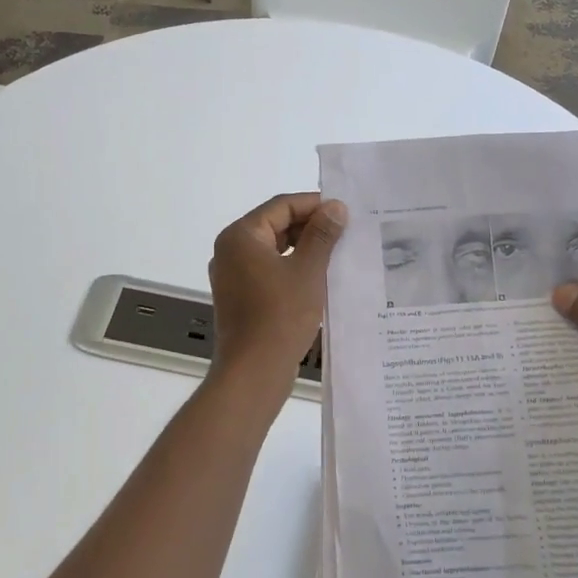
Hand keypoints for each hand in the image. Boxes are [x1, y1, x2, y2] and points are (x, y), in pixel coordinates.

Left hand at [208, 194, 347, 386]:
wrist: (253, 372)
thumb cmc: (280, 316)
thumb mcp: (308, 270)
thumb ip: (322, 234)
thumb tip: (335, 207)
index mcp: (241, 236)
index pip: (281, 206)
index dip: (315, 205)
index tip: (345, 212)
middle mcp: (230, 250)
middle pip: (275, 225)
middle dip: (310, 227)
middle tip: (346, 232)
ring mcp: (233, 276)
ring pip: (273, 250)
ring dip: (304, 249)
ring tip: (338, 253)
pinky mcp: (240, 298)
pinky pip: (269, 271)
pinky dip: (292, 269)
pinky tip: (320, 278)